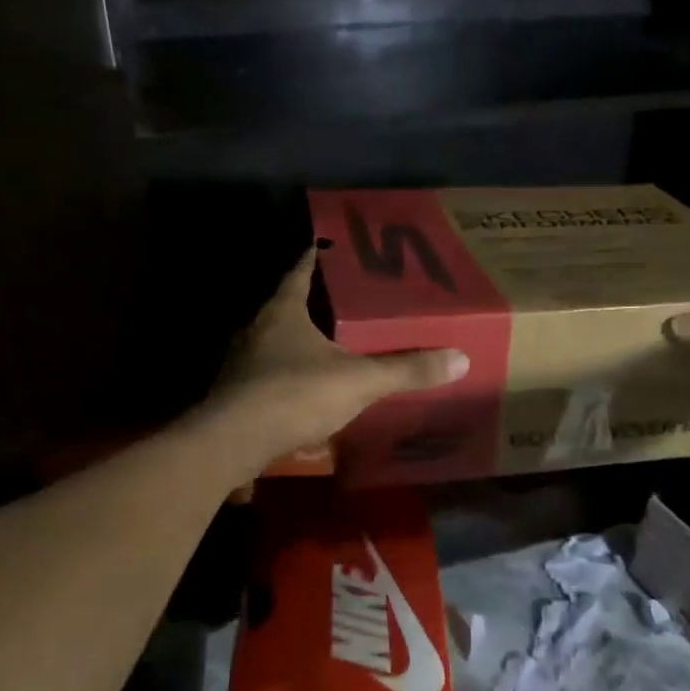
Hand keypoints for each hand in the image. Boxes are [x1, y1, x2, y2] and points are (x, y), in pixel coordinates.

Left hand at [202, 249, 469, 472]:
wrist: (231, 443)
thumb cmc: (294, 394)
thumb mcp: (358, 380)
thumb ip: (405, 370)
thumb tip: (459, 358)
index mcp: (282, 312)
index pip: (299, 272)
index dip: (314, 258)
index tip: (327, 247)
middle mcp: (255, 330)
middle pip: (285, 307)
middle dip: (311, 304)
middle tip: (342, 303)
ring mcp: (239, 364)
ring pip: (272, 344)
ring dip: (295, 344)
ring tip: (327, 348)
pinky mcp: (234, 396)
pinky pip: (264, 377)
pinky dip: (284, 379)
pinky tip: (303, 393)